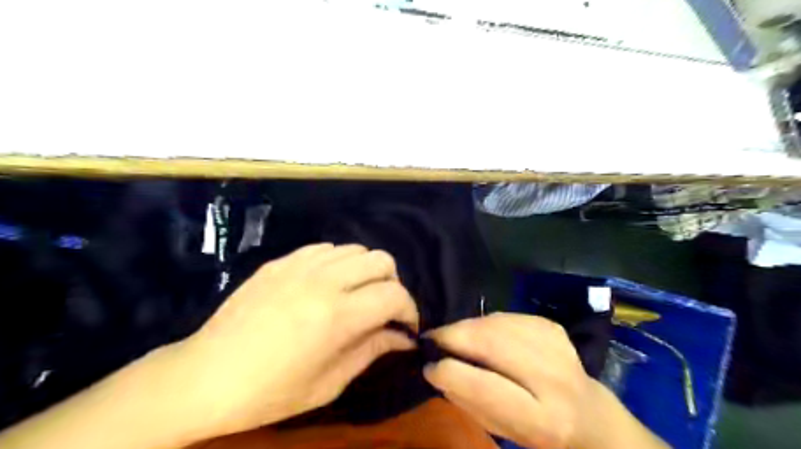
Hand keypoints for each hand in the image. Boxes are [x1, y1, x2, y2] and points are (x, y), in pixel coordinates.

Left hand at [162, 243, 416, 439]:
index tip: (405, 327)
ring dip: (366, 272)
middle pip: (382, 260)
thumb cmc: (270, 392)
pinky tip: (327, 284)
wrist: (204, 376)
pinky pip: (325, 248)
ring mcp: (300, 266)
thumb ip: (372, 350)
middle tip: (382, 309)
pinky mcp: (281, 262)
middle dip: (392, 285)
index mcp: (338, 315)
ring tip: (355, 295)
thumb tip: (404, 337)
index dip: (409, 310)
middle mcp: (324, 281)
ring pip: (356, 249)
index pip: (394, 295)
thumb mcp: (329, 382)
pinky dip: (338, 263)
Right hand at [426, 312, 592, 447]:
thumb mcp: (500, 429)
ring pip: (497, 324)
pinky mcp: (552, 326)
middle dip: (455, 336)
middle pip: (493, 344)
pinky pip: (506, 316)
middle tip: (433, 338)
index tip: (429, 365)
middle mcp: (555, 379)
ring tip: (454, 335)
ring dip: (468, 327)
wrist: (586, 412)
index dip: (451, 372)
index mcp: (543, 420)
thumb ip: (468, 400)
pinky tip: (482, 333)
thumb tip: (436, 367)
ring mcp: (556, 346)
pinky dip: (486, 322)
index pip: (488, 388)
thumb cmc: (534, 429)